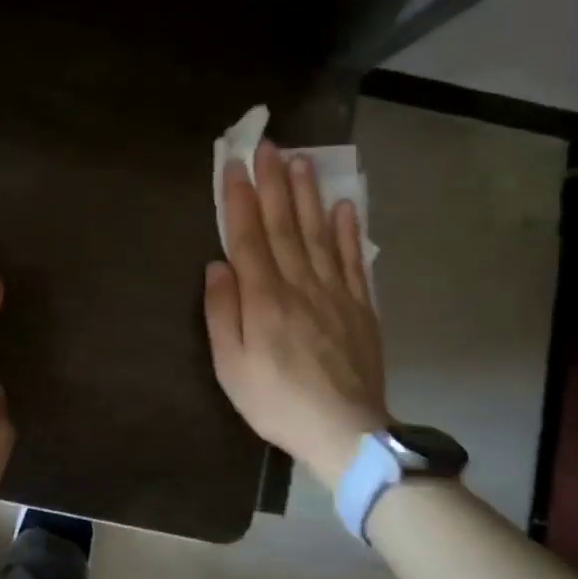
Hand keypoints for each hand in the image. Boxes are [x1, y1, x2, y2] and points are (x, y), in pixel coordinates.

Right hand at [204, 139, 389, 490]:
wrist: (345, 432)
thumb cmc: (276, 402)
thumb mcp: (230, 366)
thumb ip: (222, 312)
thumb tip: (217, 265)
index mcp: (264, 299)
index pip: (248, 237)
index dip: (239, 200)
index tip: (235, 165)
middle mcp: (299, 285)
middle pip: (284, 225)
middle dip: (274, 183)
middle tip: (269, 146)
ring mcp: (334, 293)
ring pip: (318, 233)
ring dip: (308, 195)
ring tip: (303, 161)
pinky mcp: (360, 306)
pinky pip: (354, 260)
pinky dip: (349, 231)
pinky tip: (344, 206)